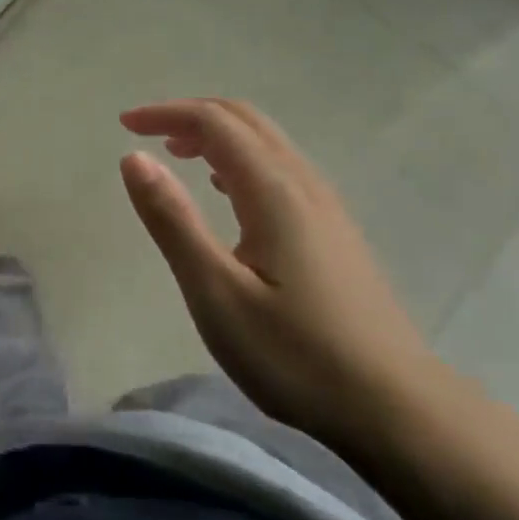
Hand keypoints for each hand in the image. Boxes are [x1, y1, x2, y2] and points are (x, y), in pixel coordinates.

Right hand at [118, 99, 442, 449]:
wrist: (395, 406)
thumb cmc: (295, 354)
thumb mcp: (216, 293)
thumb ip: (173, 221)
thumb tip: (135, 158)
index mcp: (273, 191)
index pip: (214, 123)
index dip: (166, 113)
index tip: (124, 125)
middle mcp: (303, 184)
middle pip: (245, 120)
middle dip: (191, 114)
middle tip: (146, 132)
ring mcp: (326, 206)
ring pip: (266, 143)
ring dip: (217, 135)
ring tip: (177, 154)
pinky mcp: (334, 231)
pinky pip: (281, 168)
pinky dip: (240, 159)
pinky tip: (226, 192)